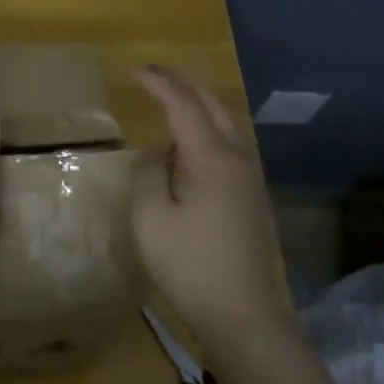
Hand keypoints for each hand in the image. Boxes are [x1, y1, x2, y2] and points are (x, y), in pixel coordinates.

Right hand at [132, 65, 288, 347]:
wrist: (242, 313)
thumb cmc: (189, 265)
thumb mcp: (150, 218)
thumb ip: (149, 173)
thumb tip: (160, 154)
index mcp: (212, 158)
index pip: (183, 105)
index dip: (158, 83)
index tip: (132, 71)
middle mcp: (238, 158)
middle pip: (213, 104)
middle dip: (183, 82)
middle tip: (153, 73)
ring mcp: (250, 178)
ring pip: (225, 123)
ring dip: (198, 104)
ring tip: (170, 98)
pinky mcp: (251, 197)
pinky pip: (228, 145)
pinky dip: (206, 128)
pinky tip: (189, 144)